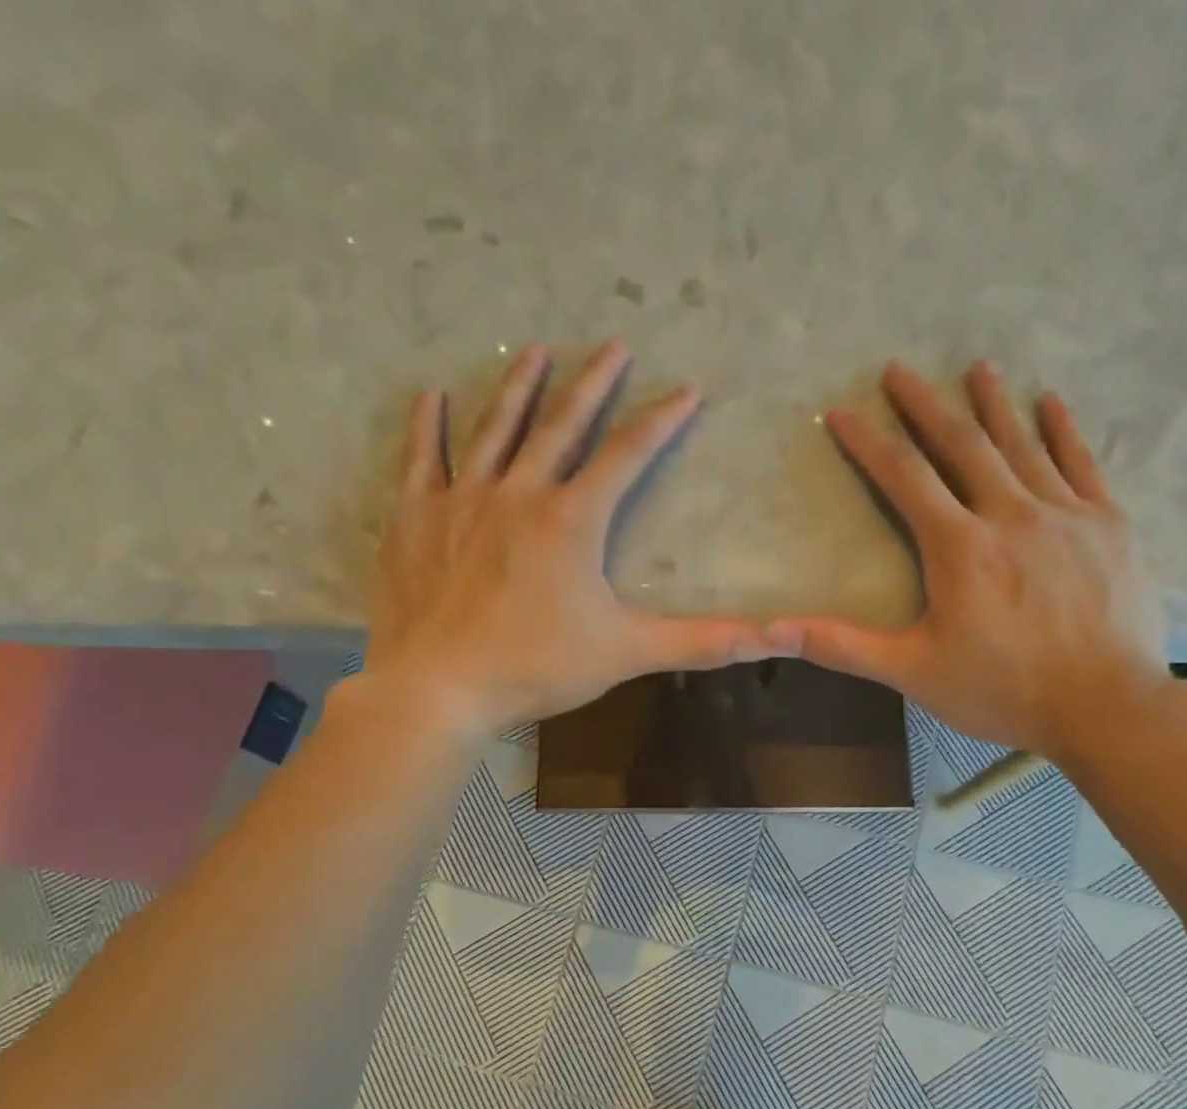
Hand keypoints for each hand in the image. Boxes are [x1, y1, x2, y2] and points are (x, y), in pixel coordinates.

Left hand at [357, 339, 787, 738]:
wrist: (440, 688)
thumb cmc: (536, 668)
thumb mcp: (627, 653)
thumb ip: (700, 643)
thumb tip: (771, 639)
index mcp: (572, 519)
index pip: (628, 454)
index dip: (661, 420)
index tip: (687, 389)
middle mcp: (518, 492)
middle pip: (562, 423)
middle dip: (593, 382)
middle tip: (612, 343)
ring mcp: (461, 499)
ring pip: (494, 428)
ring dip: (519, 387)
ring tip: (536, 350)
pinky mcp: (415, 518)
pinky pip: (423, 458)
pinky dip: (428, 425)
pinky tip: (433, 395)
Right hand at [788, 361, 1169, 760]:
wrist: (1106, 707)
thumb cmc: (1002, 691)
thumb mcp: (912, 672)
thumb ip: (843, 646)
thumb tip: (772, 630)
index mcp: (959, 546)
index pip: (904, 477)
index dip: (870, 442)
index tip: (845, 411)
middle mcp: (1010, 513)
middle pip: (961, 444)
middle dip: (925, 405)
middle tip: (899, 370)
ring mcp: (1064, 514)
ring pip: (1021, 444)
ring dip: (993, 404)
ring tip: (976, 367)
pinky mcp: (1108, 525)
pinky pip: (1082, 462)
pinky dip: (1062, 429)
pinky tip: (1050, 401)